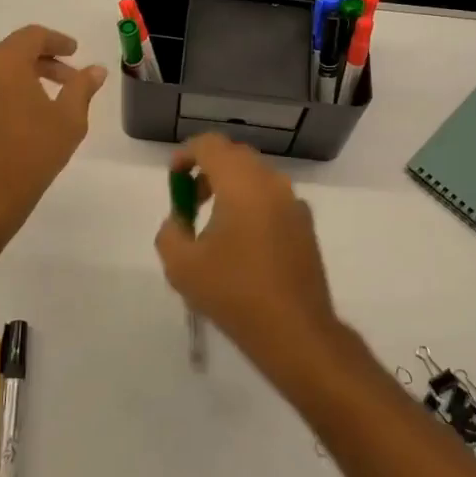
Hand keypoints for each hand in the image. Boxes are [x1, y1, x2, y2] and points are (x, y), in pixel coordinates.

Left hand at [0, 25, 105, 233]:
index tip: (74, 52)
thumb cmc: (32, 153)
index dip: (57, 41)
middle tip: (65, 80)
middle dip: (40, 62)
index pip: (32, 36)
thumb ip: (82, 87)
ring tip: (39, 102)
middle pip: (10, 52)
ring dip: (17, 80)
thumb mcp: (69, 119)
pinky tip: (12, 122)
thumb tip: (95, 70)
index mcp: (4, 62)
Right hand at [154, 134, 339, 368]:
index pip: (211, 145)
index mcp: (241, 183)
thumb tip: (180, 221)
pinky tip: (242, 245)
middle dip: (208, 171)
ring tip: (213, 227)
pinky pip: (272, 200)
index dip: (186, 155)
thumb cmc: (234, 293)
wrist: (295, 331)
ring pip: (256, 178)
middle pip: (235, 157)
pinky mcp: (305, 226)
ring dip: (230, 189)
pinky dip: (252, 206)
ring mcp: (294, 204)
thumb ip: (170, 232)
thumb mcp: (181, 266)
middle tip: (190, 204)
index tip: (173, 179)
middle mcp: (272, 183)